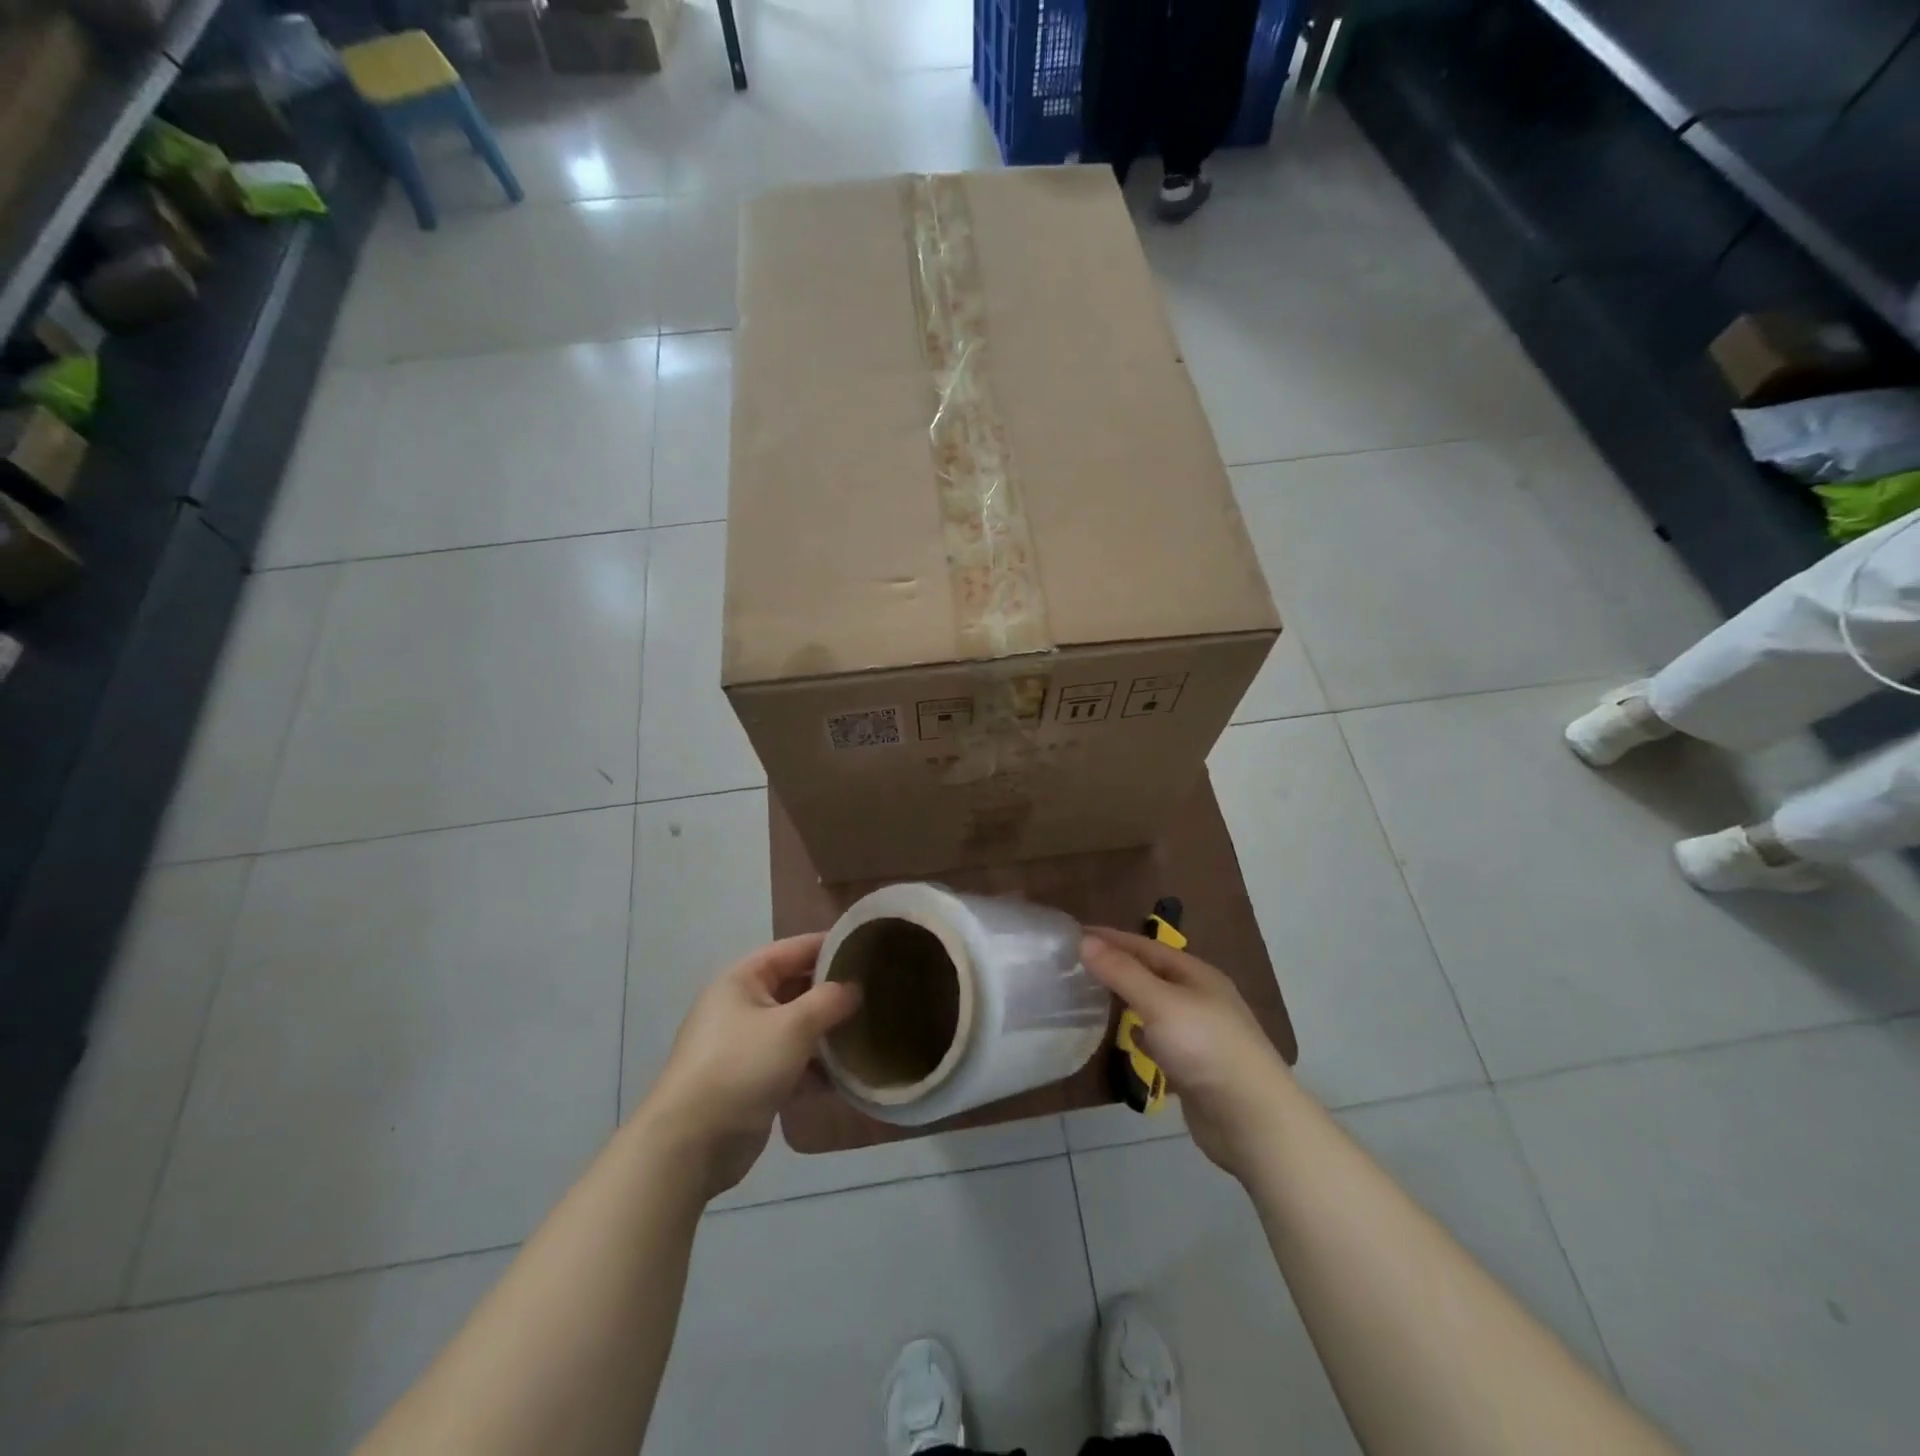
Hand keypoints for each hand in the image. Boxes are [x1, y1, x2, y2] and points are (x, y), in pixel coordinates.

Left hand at [641, 935, 860, 1199]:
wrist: (692, 1144)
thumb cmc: (741, 1066)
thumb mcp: (793, 1026)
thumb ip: (829, 1001)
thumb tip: (854, 988)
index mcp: (742, 980)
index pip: (792, 949)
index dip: (828, 945)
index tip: (867, 946)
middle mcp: (741, 1006)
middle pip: (795, 987)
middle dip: (832, 991)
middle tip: (876, 991)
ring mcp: (745, 1046)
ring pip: (796, 1028)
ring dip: (828, 1032)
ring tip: (870, 1030)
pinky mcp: (753, 1082)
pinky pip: (792, 1063)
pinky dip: (817, 1066)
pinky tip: (848, 1074)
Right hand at [1081, 928, 1294, 1178]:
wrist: (1252, 1119)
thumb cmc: (1205, 1047)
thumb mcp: (1159, 1002)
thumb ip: (1121, 972)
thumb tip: (1084, 939)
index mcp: (1196, 974)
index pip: (1145, 946)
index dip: (1111, 938)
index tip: (1075, 934)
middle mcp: (1200, 997)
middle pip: (1152, 973)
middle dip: (1118, 965)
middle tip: (1078, 964)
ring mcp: (1201, 1033)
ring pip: (1157, 1005)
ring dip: (1129, 997)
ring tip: (1095, 994)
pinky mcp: (1197, 1066)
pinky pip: (1162, 1038)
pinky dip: (1142, 1032)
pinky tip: (1128, 1036)